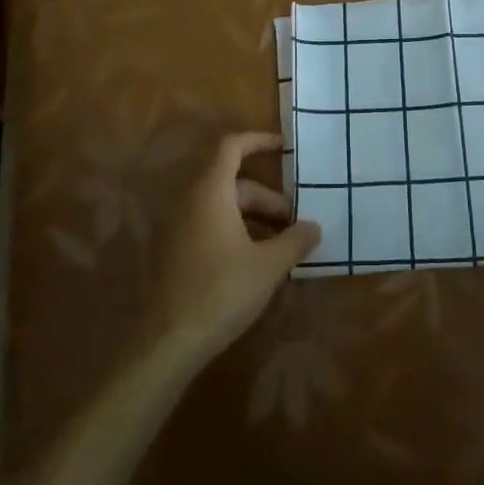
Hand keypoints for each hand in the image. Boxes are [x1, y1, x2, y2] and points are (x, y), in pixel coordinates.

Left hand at [142, 131, 320, 366]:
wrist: (168, 343)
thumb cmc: (221, 291)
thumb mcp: (268, 266)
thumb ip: (294, 240)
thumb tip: (315, 226)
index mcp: (211, 192)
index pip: (232, 147)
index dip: (258, 141)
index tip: (284, 147)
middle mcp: (190, 201)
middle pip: (233, 183)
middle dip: (267, 198)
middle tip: (294, 223)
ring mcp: (178, 227)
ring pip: (222, 207)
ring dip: (253, 217)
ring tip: (279, 244)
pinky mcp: (174, 253)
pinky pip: (209, 225)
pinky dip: (234, 231)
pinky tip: (254, 262)